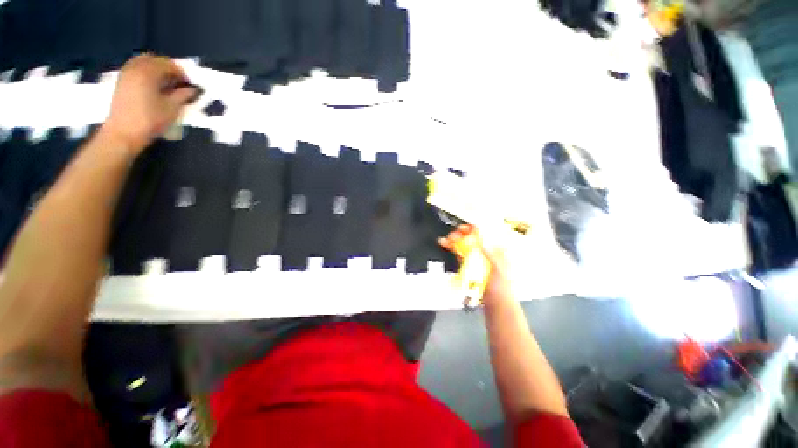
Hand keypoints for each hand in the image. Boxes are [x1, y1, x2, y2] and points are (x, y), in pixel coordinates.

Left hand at [101, 54, 199, 156]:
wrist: (123, 133)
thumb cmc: (150, 120)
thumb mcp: (172, 108)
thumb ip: (183, 95)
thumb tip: (193, 89)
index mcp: (149, 72)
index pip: (169, 65)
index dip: (182, 73)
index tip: (190, 84)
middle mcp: (136, 68)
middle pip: (154, 60)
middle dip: (167, 68)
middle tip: (178, 81)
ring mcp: (126, 74)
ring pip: (143, 63)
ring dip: (156, 70)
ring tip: (166, 84)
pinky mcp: (121, 82)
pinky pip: (135, 69)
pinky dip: (146, 73)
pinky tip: (153, 86)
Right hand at [438, 224, 512, 303]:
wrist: (495, 304)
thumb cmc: (502, 288)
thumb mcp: (499, 270)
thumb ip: (491, 255)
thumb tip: (482, 240)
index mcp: (496, 249)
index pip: (485, 234)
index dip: (475, 229)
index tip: (465, 228)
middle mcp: (485, 251)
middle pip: (472, 237)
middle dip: (461, 234)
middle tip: (453, 235)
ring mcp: (476, 257)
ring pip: (464, 244)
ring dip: (454, 240)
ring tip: (446, 239)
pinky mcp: (468, 264)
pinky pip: (459, 253)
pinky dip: (452, 248)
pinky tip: (445, 244)